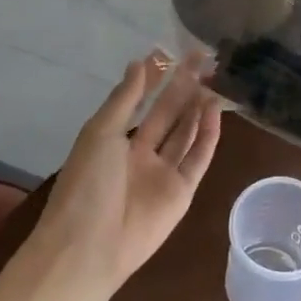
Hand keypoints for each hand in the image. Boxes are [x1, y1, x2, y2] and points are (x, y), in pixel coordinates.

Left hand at [34, 53, 222, 295]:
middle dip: (183, 87)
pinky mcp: (182, 193)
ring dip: (198, 107)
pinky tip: (215, 111)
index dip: (155, 78)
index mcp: (115, 140)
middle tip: (203, 59)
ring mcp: (162, 173)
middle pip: (168, 114)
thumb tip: (139, 62)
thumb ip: (125, 98)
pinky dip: (208, 135)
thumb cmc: (86, 184)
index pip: (140, 101)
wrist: (87, 248)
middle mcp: (140, 154)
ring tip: (213, 79)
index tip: (173, 52)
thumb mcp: (100, 133)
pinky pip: (198, 158)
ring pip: (186, 133)